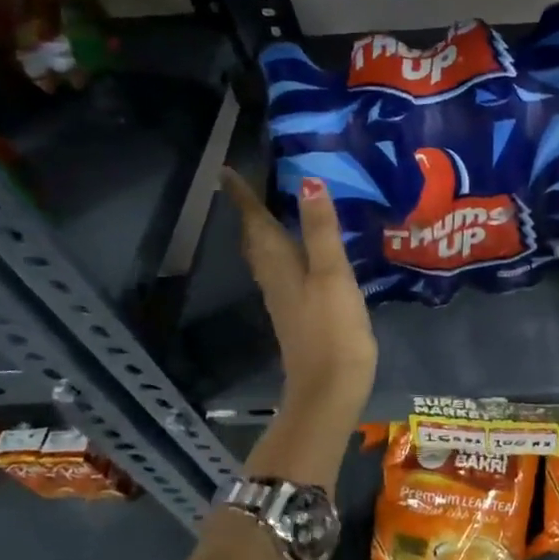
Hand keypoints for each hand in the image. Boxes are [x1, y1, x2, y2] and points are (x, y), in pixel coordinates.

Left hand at [222, 170, 376, 422]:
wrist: (329, 388)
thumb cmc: (332, 328)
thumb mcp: (332, 273)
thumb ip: (321, 230)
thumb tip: (307, 181)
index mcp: (279, 264)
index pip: (255, 221)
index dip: (242, 196)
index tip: (226, 171)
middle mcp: (274, 278)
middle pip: (255, 239)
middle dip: (250, 212)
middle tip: (248, 187)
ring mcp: (283, 299)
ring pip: (265, 257)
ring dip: (263, 232)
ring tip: (271, 212)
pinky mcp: (296, 315)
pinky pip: (281, 272)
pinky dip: (282, 253)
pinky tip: (298, 255)